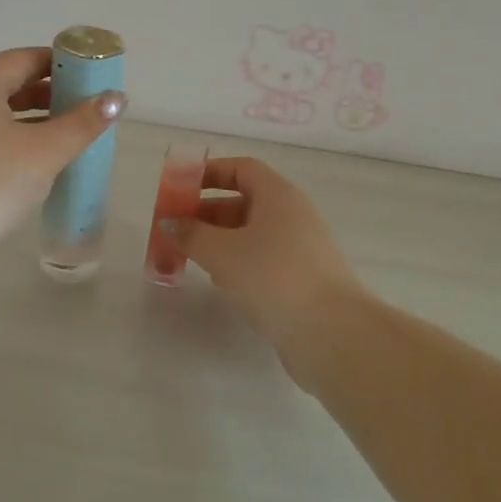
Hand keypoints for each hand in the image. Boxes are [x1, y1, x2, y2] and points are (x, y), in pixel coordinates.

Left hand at [0, 47, 124, 275]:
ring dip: (39, 120)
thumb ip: (83, 123)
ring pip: (3, 116)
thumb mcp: (45, 151)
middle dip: (53, 92)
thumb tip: (117, 98)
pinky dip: (21, 143)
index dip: (60, 61)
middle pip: (12, 85)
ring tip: (75, 134)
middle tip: (89, 105)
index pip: (24, 58)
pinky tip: (45, 164)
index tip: (92, 73)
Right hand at [161, 158, 364, 352]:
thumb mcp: (222, 252)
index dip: (209, 173)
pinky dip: (238, 262)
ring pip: (252, 233)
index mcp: (279, 195)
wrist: (330, 332)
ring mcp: (301, 248)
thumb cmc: (272, 277)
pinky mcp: (302, 278)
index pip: (242, 169)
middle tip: (176, 229)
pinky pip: (263, 259)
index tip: (180, 188)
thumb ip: (191, 234)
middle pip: (245, 201)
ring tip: (190, 256)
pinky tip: (220, 282)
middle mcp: (293, 215)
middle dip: (207, 212)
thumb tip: (169, 222)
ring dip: (220, 240)